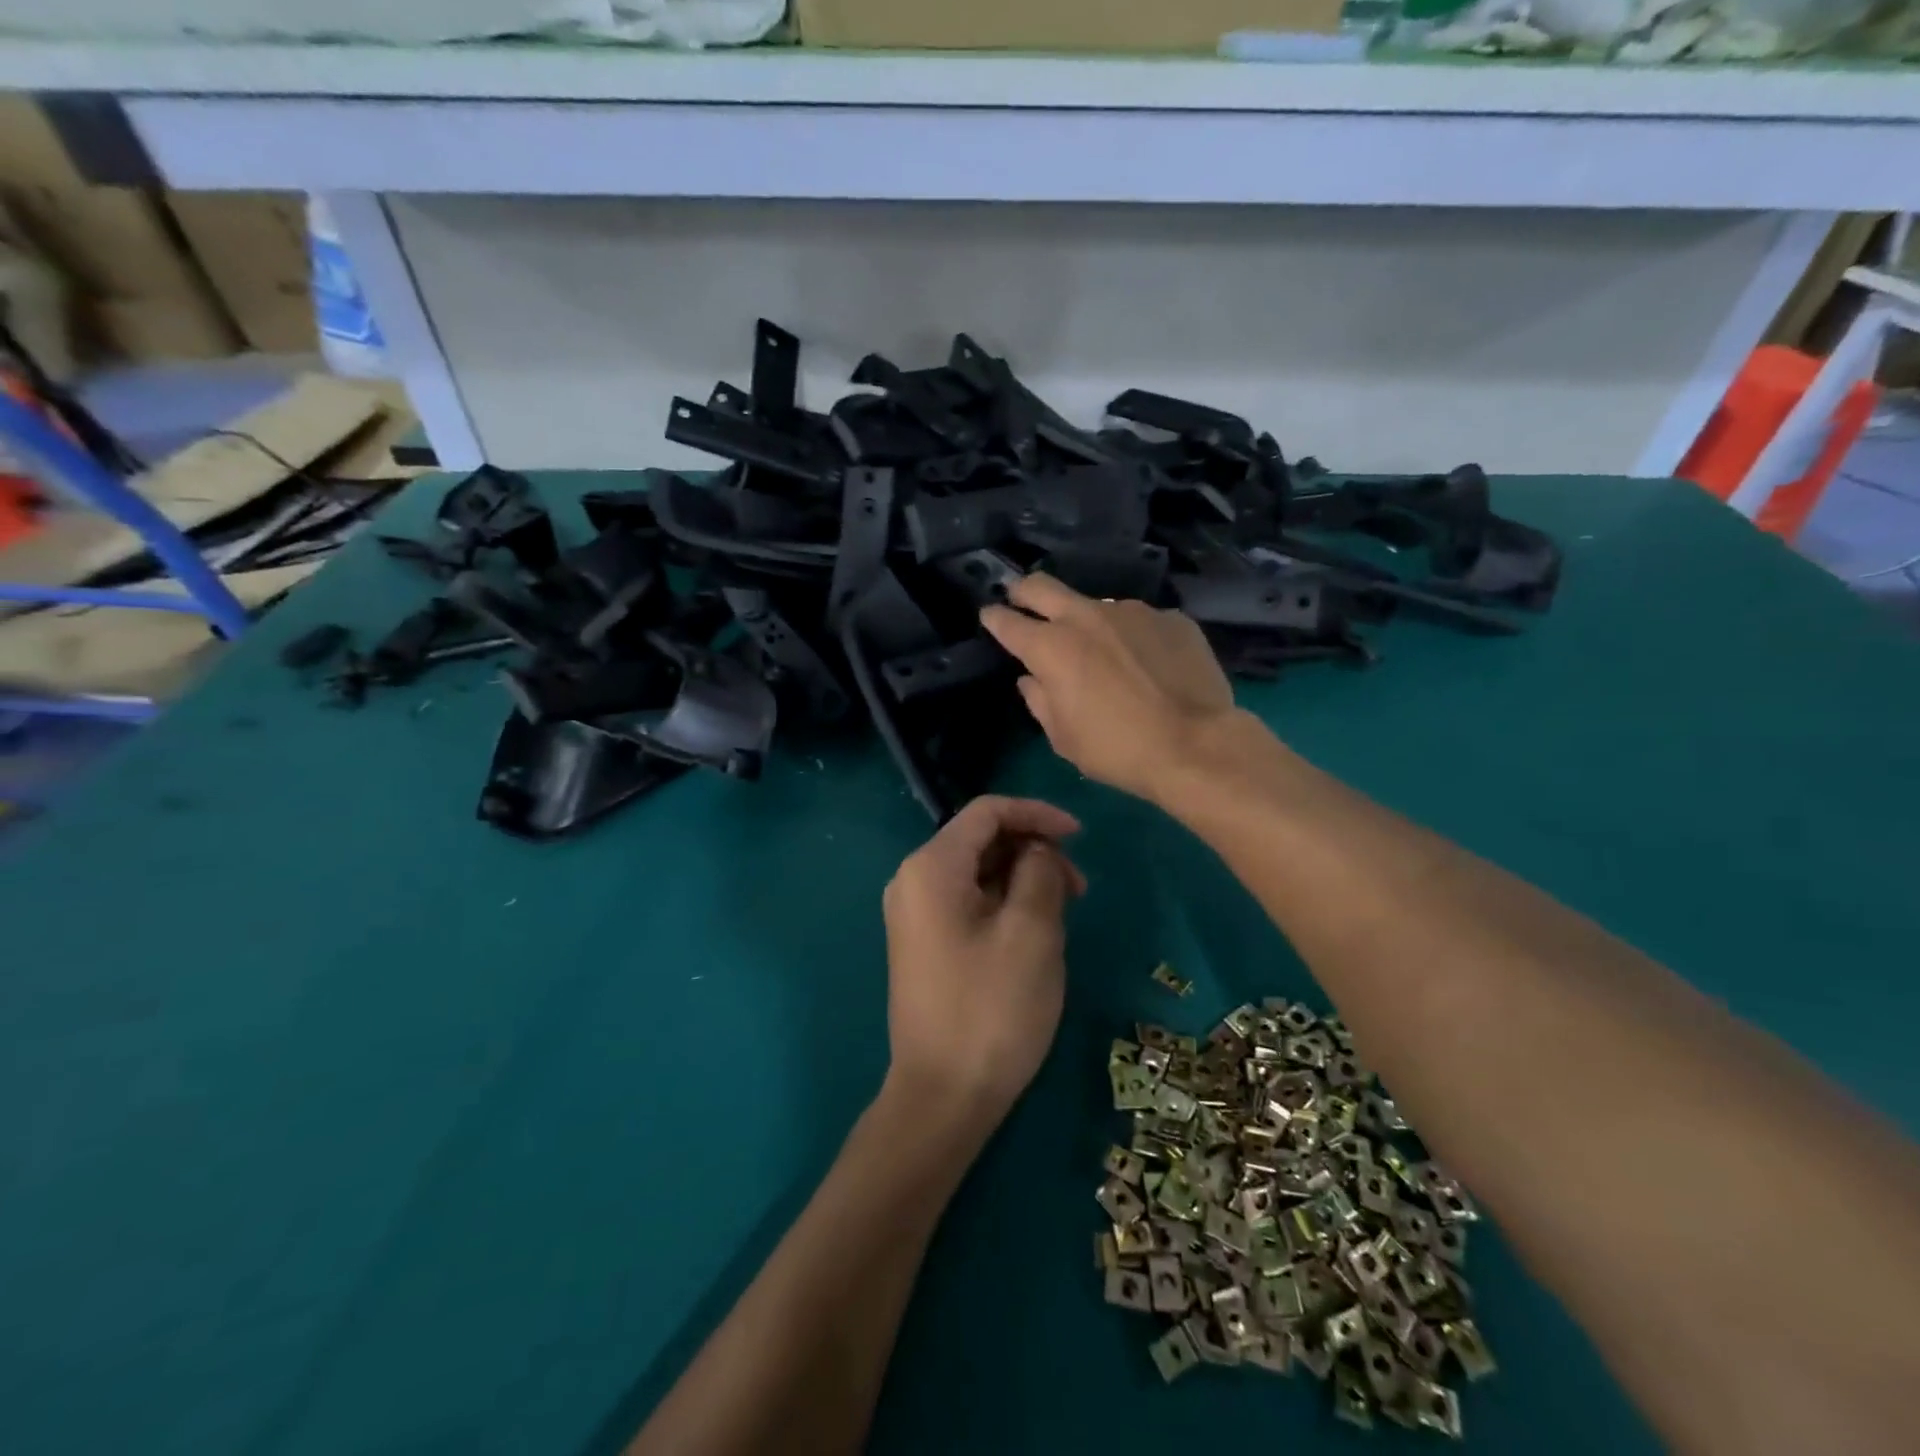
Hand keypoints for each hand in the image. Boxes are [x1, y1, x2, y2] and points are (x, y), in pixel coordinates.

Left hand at [882, 796, 1086, 1131]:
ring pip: (978, 871)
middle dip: (1033, 850)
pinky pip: (968, 901)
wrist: (942, 1096)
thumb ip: (1040, 872)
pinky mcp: (924, 942)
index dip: (1037, 814)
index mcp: (931, 867)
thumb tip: (1038, 850)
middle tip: (1079, 888)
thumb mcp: (1032, 933)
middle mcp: (913, 880)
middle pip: (981, 839)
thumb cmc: (991, 1009)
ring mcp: (915, 913)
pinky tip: (1035, 929)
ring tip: (1063, 912)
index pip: (987, 812)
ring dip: (1023, 878)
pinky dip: (1004, 901)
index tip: (1080, 836)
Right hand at [981, 574, 1236, 804]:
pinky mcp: (1171, 618)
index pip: (1008, 621)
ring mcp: (1132, 612)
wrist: (1196, 746)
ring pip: (1097, 605)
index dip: (994, 618)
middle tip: (1020, 599)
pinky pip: (1140, 622)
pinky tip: (1148, 663)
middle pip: (1041, 585)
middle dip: (1023, 590)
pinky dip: (1133, 637)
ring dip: (1088, 622)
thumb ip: (1040, 701)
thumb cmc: (1117, 750)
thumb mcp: (1064, 738)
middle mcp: (1087, 616)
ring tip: (1105, 652)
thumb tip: (1033, 679)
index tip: (990, 616)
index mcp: (1051, 647)